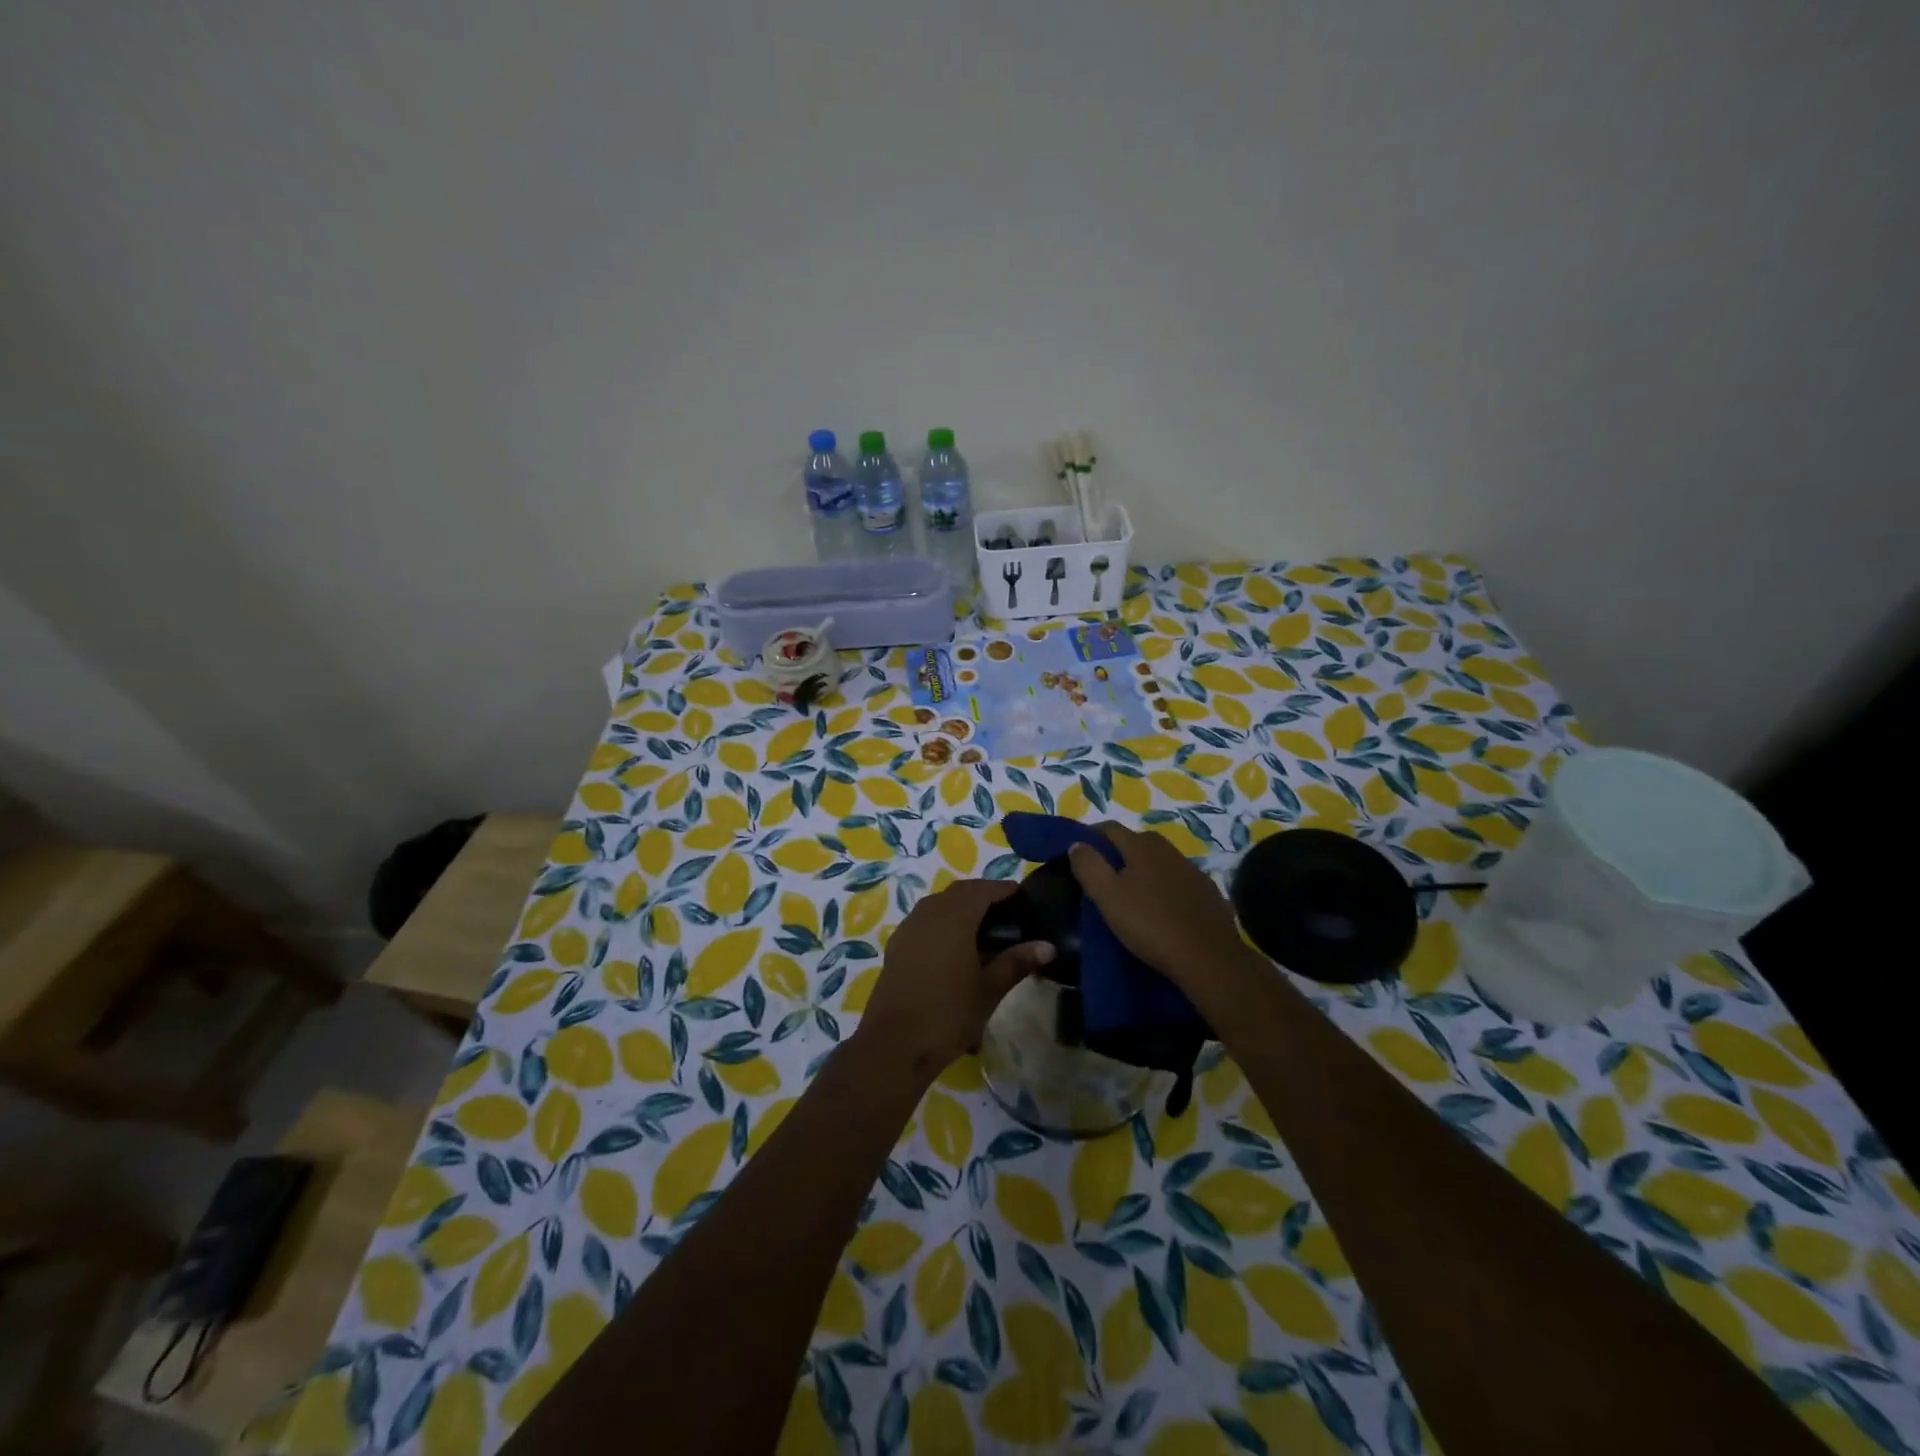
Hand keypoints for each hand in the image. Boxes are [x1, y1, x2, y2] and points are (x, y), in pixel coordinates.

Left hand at [853, 879, 1053, 1083]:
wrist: (894, 1043)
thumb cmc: (949, 1013)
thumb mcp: (989, 989)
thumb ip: (1017, 962)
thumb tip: (1048, 946)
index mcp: (954, 917)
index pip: (982, 889)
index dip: (1002, 889)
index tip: (1021, 895)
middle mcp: (929, 913)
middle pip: (959, 892)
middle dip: (982, 895)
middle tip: (1006, 911)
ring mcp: (909, 928)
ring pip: (939, 904)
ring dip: (960, 907)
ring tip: (983, 929)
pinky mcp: (897, 945)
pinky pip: (924, 920)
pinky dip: (942, 922)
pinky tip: (954, 947)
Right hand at [1067, 824, 1255, 1010]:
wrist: (1209, 958)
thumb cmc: (1150, 924)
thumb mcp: (1108, 897)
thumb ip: (1089, 866)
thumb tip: (1077, 844)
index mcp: (1141, 846)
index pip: (1109, 828)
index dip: (1090, 836)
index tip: (1077, 854)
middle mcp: (1168, 849)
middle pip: (1135, 842)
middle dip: (1116, 853)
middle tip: (1102, 877)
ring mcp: (1191, 870)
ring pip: (1158, 861)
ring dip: (1142, 870)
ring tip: (1130, 894)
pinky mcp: (1207, 892)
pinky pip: (1177, 881)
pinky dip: (1164, 887)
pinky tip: (1161, 908)